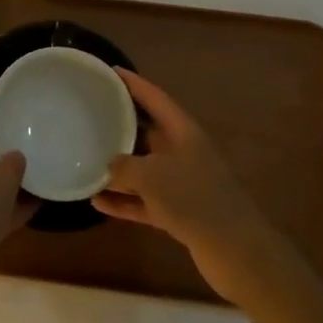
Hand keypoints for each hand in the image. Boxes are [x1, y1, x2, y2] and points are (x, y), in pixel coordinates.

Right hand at [93, 70, 286, 303]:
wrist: (236, 251)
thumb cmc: (193, 199)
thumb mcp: (150, 175)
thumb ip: (124, 166)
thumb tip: (109, 166)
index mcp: (183, 131)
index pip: (154, 97)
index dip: (132, 83)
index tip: (110, 72)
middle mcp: (184, 151)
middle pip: (148, 131)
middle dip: (121, 124)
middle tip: (91, 115)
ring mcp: (183, 183)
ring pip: (145, 167)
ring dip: (118, 167)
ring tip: (86, 159)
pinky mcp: (180, 212)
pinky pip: (145, 200)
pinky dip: (125, 201)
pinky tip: (97, 202)